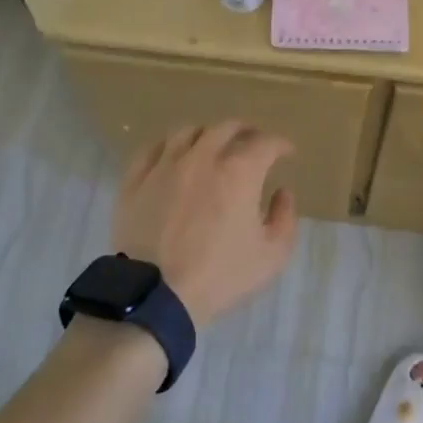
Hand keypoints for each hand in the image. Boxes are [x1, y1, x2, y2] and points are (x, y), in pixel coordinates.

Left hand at [111, 121, 298, 327]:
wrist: (156, 295)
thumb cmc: (219, 276)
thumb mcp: (271, 256)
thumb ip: (284, 218)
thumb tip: (282, 192)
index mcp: (239, 171)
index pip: (266, 143)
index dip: (280, 144)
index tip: (286, 152)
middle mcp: (203, 157)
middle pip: (226, 128)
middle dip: (245, 131)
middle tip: (252, 142)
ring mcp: (165, 165)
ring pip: (188, 131)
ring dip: (206, 134)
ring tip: (211, 144)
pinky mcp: (136, 179)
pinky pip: (152, 148)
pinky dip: (168, 146)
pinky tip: (172, 155)